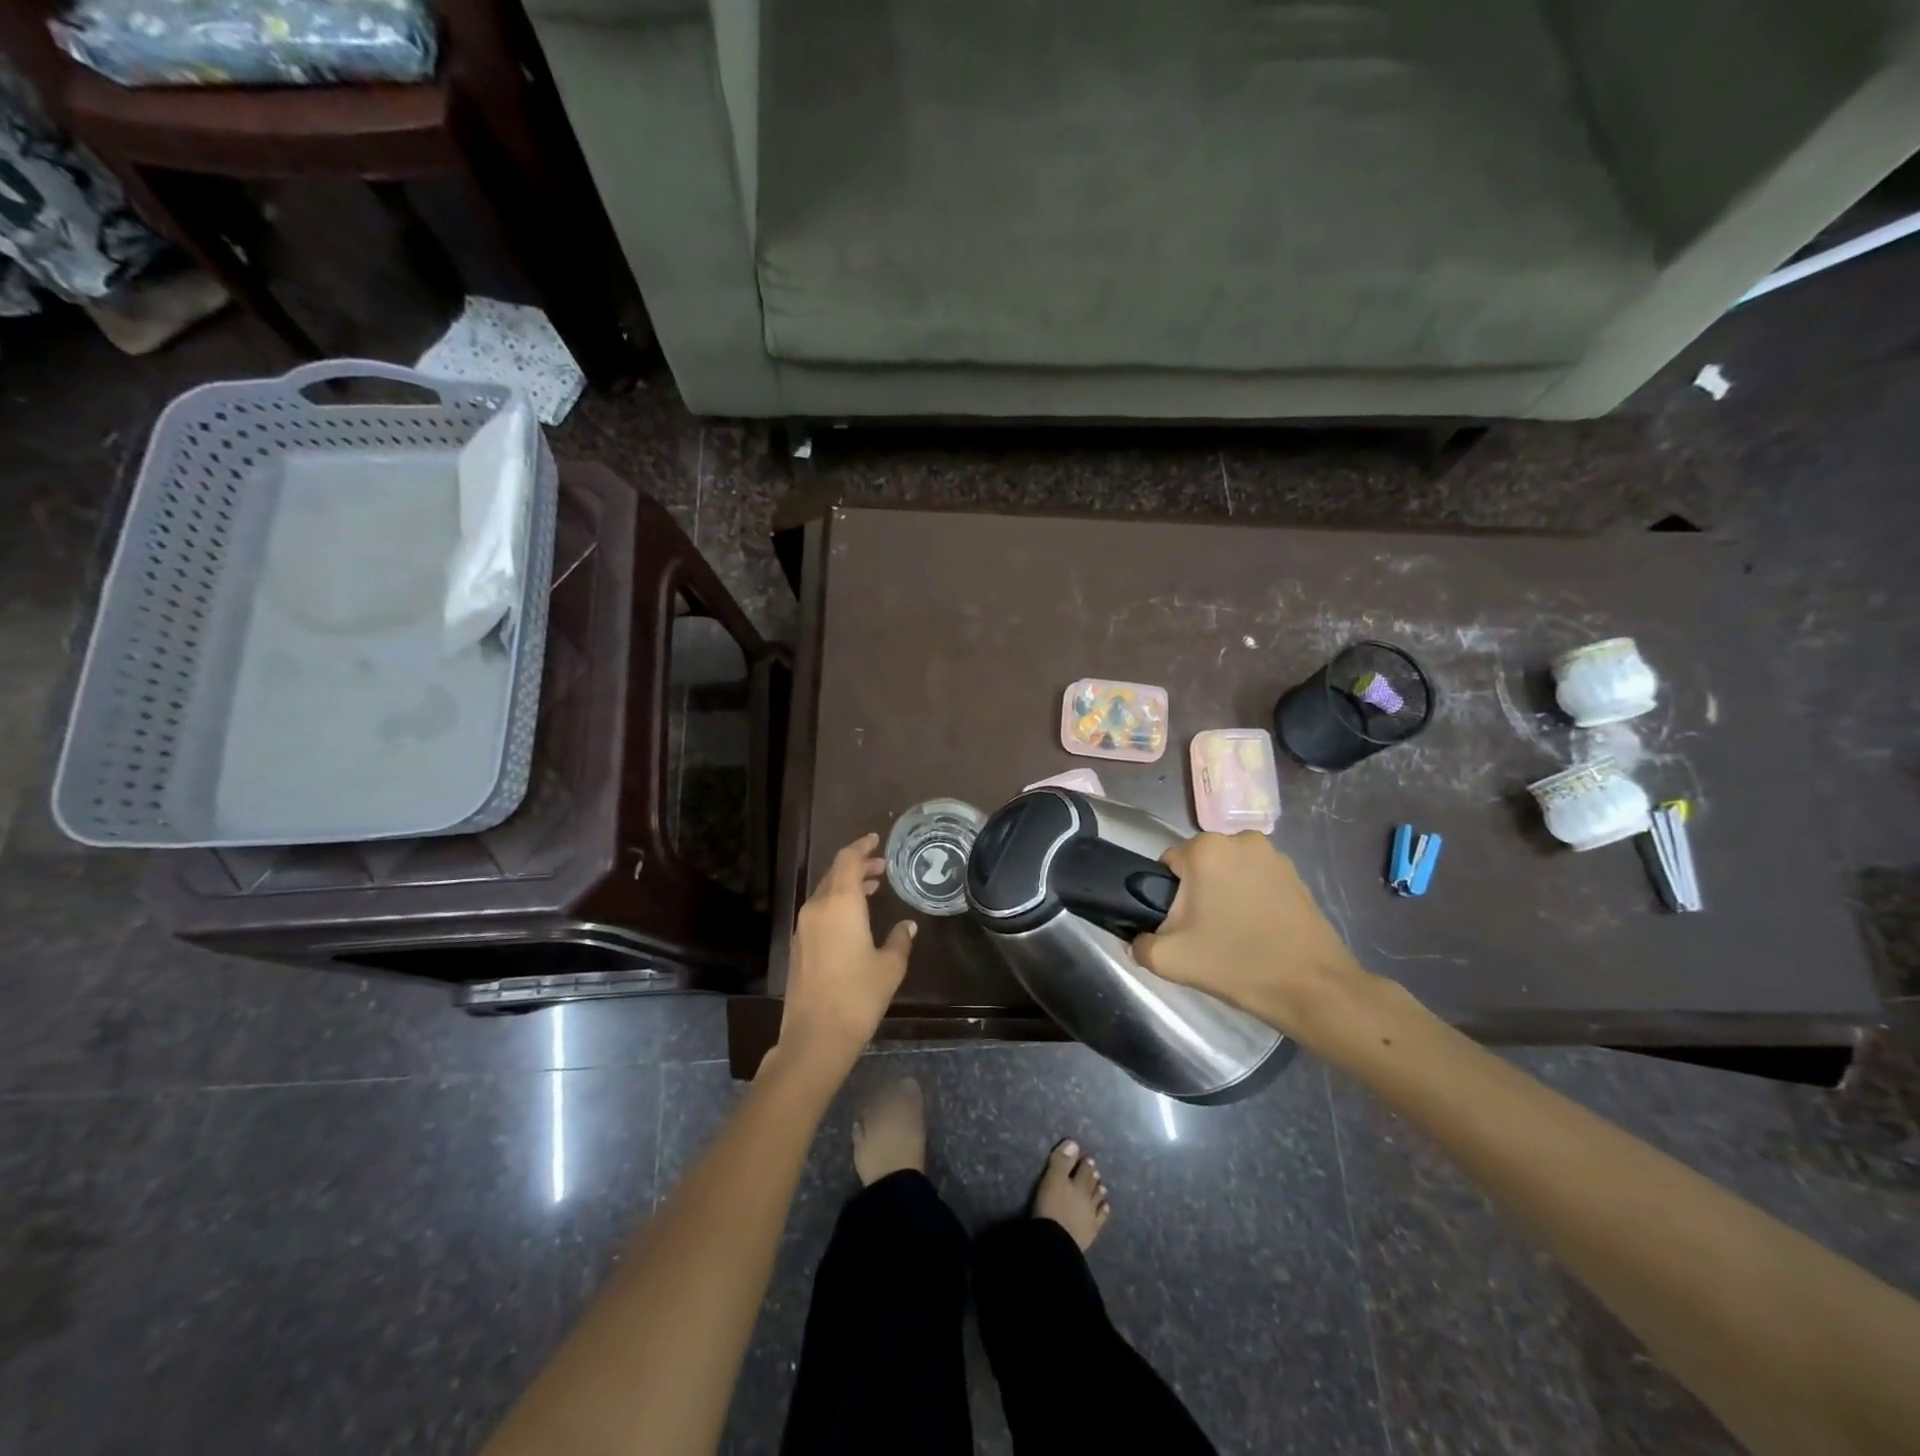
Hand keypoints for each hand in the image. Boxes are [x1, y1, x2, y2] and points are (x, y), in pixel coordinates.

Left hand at [777, 834, 916, 1080]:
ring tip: (871, 888)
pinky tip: (853, 918)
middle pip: (835, 873)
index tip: (876, 840)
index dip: (862, 846)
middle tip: (881, 867)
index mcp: (840, 903)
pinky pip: (818, 910)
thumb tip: (907, 925)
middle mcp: (817, 908)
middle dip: (857, 865)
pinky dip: (836, 903)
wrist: (815, 1036)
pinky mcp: (798, 946)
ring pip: (825, 892)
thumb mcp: (890, 966)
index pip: (848, 860)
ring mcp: (803, 927)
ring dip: (846, 885)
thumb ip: (900, 939)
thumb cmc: (858, 996)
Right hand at [1132, 832, 1366, 1036]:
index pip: (1167, 864)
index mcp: (1206, 849)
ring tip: (1234, 934)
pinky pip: (1257, 880)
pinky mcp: (1297, 875)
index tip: (1180, 925)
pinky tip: (1259, 931)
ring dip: (1225, 893)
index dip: (1167, 895)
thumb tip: (1138, 937)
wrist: (1312, 988)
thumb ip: (1139, 943)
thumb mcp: (1168, 959)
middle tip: (1204, 933)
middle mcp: (1239, 839)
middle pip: (1200, 865)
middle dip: (1197, 893)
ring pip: (1229, 871)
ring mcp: (1273, 855)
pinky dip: (1251, 899)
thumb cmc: (1235, 963)